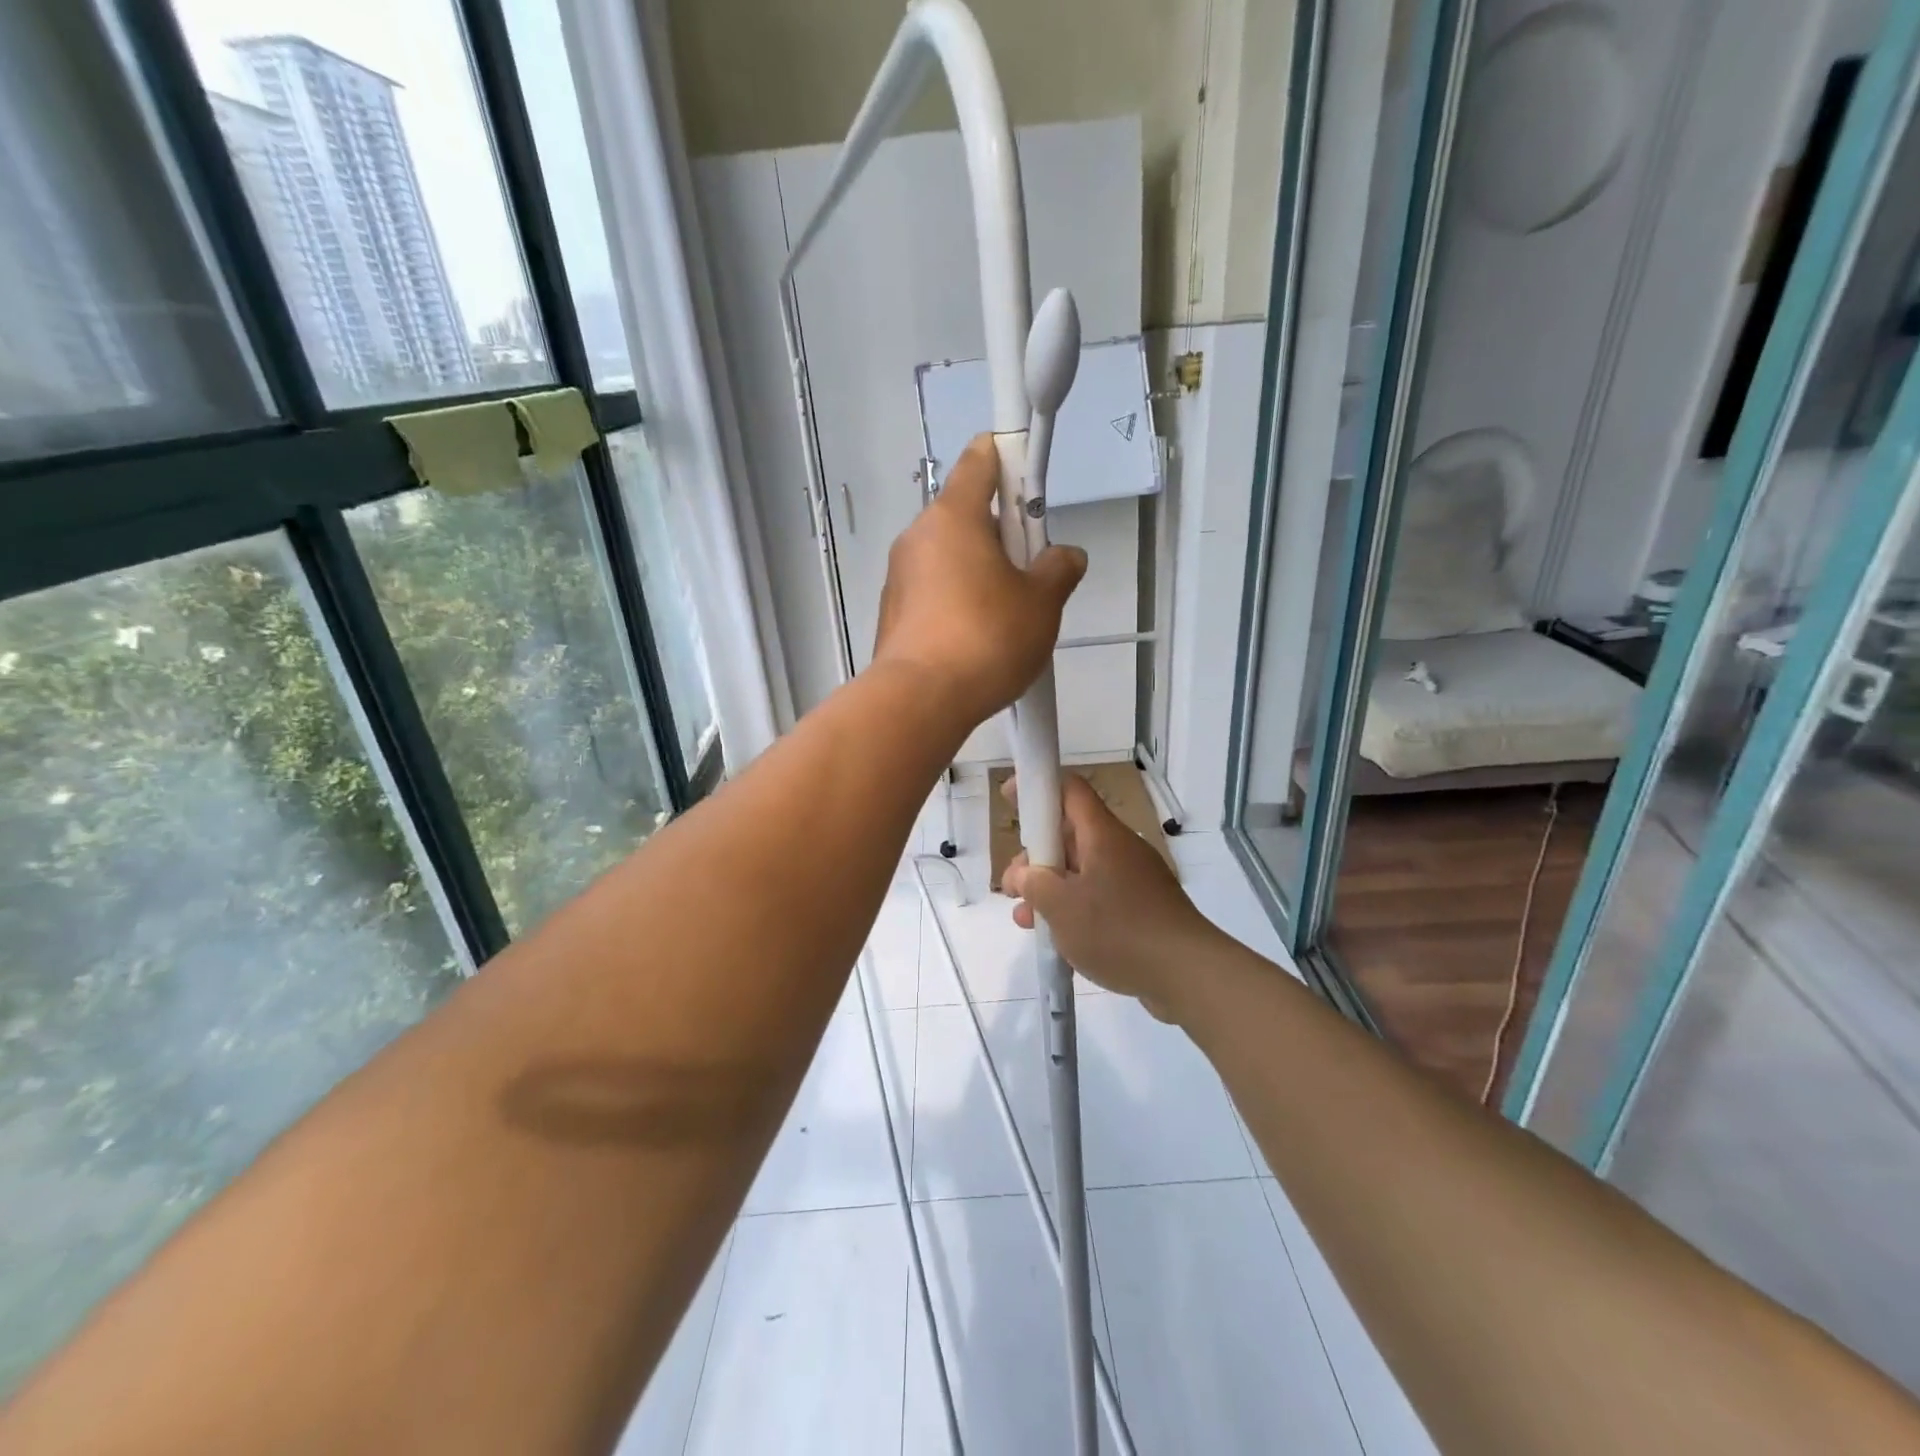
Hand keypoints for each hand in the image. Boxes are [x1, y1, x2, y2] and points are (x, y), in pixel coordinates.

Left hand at [872, 435, 1086, 727]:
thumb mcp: (1042, 603)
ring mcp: (899, 575)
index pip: (981, 460)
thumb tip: (1065, 557)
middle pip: (966, 514)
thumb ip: (1058, 570)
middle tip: (1030, 571)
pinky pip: (933, 591)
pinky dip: (956, 600)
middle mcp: (919, 536)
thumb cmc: (987, 638)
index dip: (1010, 457)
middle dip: (1002, 534)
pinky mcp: (892, 612)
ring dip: (979, 571)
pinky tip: (976, 639)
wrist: (920, 700)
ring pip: (950, 557)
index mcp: (954, 516)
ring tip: (1007, 616)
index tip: (1030, 478)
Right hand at [1001, 774, 1220, 1020]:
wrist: (1187, 973)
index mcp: (1102, 835)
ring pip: (1081, 870)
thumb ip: (1034, 884)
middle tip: (1013, 888)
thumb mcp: (1061, 906)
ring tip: (1026, 920)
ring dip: (1050, 889)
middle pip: (1070, 835)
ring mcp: (1134, 878)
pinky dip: (1074, 908)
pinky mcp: (1143, 907)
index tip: (1009, 798)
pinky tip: (1059, 938)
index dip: (1038, 787)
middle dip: (1035, 857)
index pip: (1070, 790)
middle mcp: (1120, 848)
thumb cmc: (1118, 930)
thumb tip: (1025, 874)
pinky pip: (1099, 895)